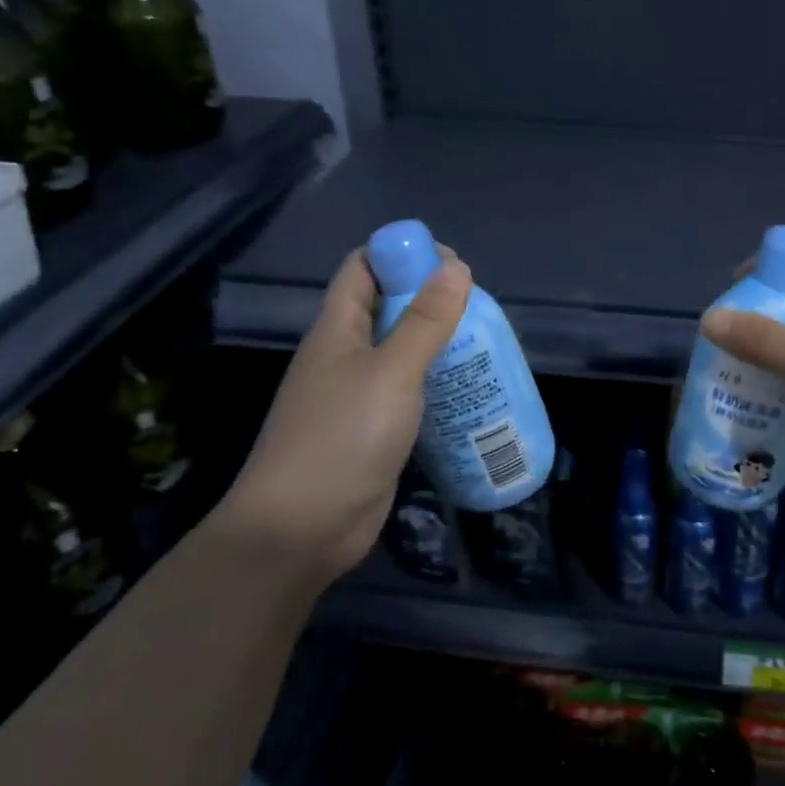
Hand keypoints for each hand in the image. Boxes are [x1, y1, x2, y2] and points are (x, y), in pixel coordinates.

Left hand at [217, 245, 470, 594]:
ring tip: (484, 344)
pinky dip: (437, 382)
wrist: (300, 531)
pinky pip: (409, 390)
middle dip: (431, 298)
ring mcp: (357, 394)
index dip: (402, 253)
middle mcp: (344, 354)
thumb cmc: (342, 437)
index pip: (363, 267)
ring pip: (401, 350)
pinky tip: (470, 389)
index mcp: (337, 328)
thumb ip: (425, 320)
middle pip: (387, 306)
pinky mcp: (373, 429)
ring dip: (438, 342)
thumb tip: (456, 267)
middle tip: (479, 308)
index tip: (450, 262)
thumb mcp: (392, 372)